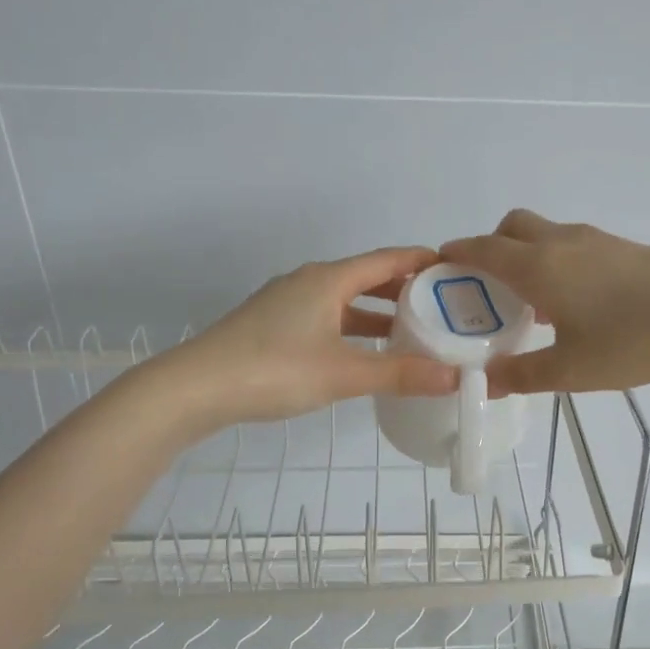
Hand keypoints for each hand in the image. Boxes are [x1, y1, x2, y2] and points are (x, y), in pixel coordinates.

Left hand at [178, 246, 458, 423]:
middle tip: (441, 304)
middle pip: (366, 277)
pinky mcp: (273, 326)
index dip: (421, 261)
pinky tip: (363, 352)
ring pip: (344, 300)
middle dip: (403, 289)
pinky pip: (326, 317)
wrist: (195, 388)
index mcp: (328, 279)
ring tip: (411, 329)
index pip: (386, 259)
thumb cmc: (275, 370)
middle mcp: (308, 282)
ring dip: (377, 312)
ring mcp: (287, 303)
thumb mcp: (344, 374)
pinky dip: (352, 328)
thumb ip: (400, 374)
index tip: (454, 267)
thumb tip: (454, 377)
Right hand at [440, 211, 649, 394]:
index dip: (455, 254)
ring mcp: (596, 240)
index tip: (438, 267)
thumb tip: (484, 381)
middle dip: (490, 247)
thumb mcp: (570, 370)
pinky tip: (574, 303)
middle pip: (512, 227)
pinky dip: (555, 262)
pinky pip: (572, 245)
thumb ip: (522, 374)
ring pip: (544, 234)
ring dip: (526, 255)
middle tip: (488, 289)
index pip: (482, 248)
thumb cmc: (632, 340)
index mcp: (537, 265)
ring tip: (530, 303)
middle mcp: (561, 242)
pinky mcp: (623, 248)